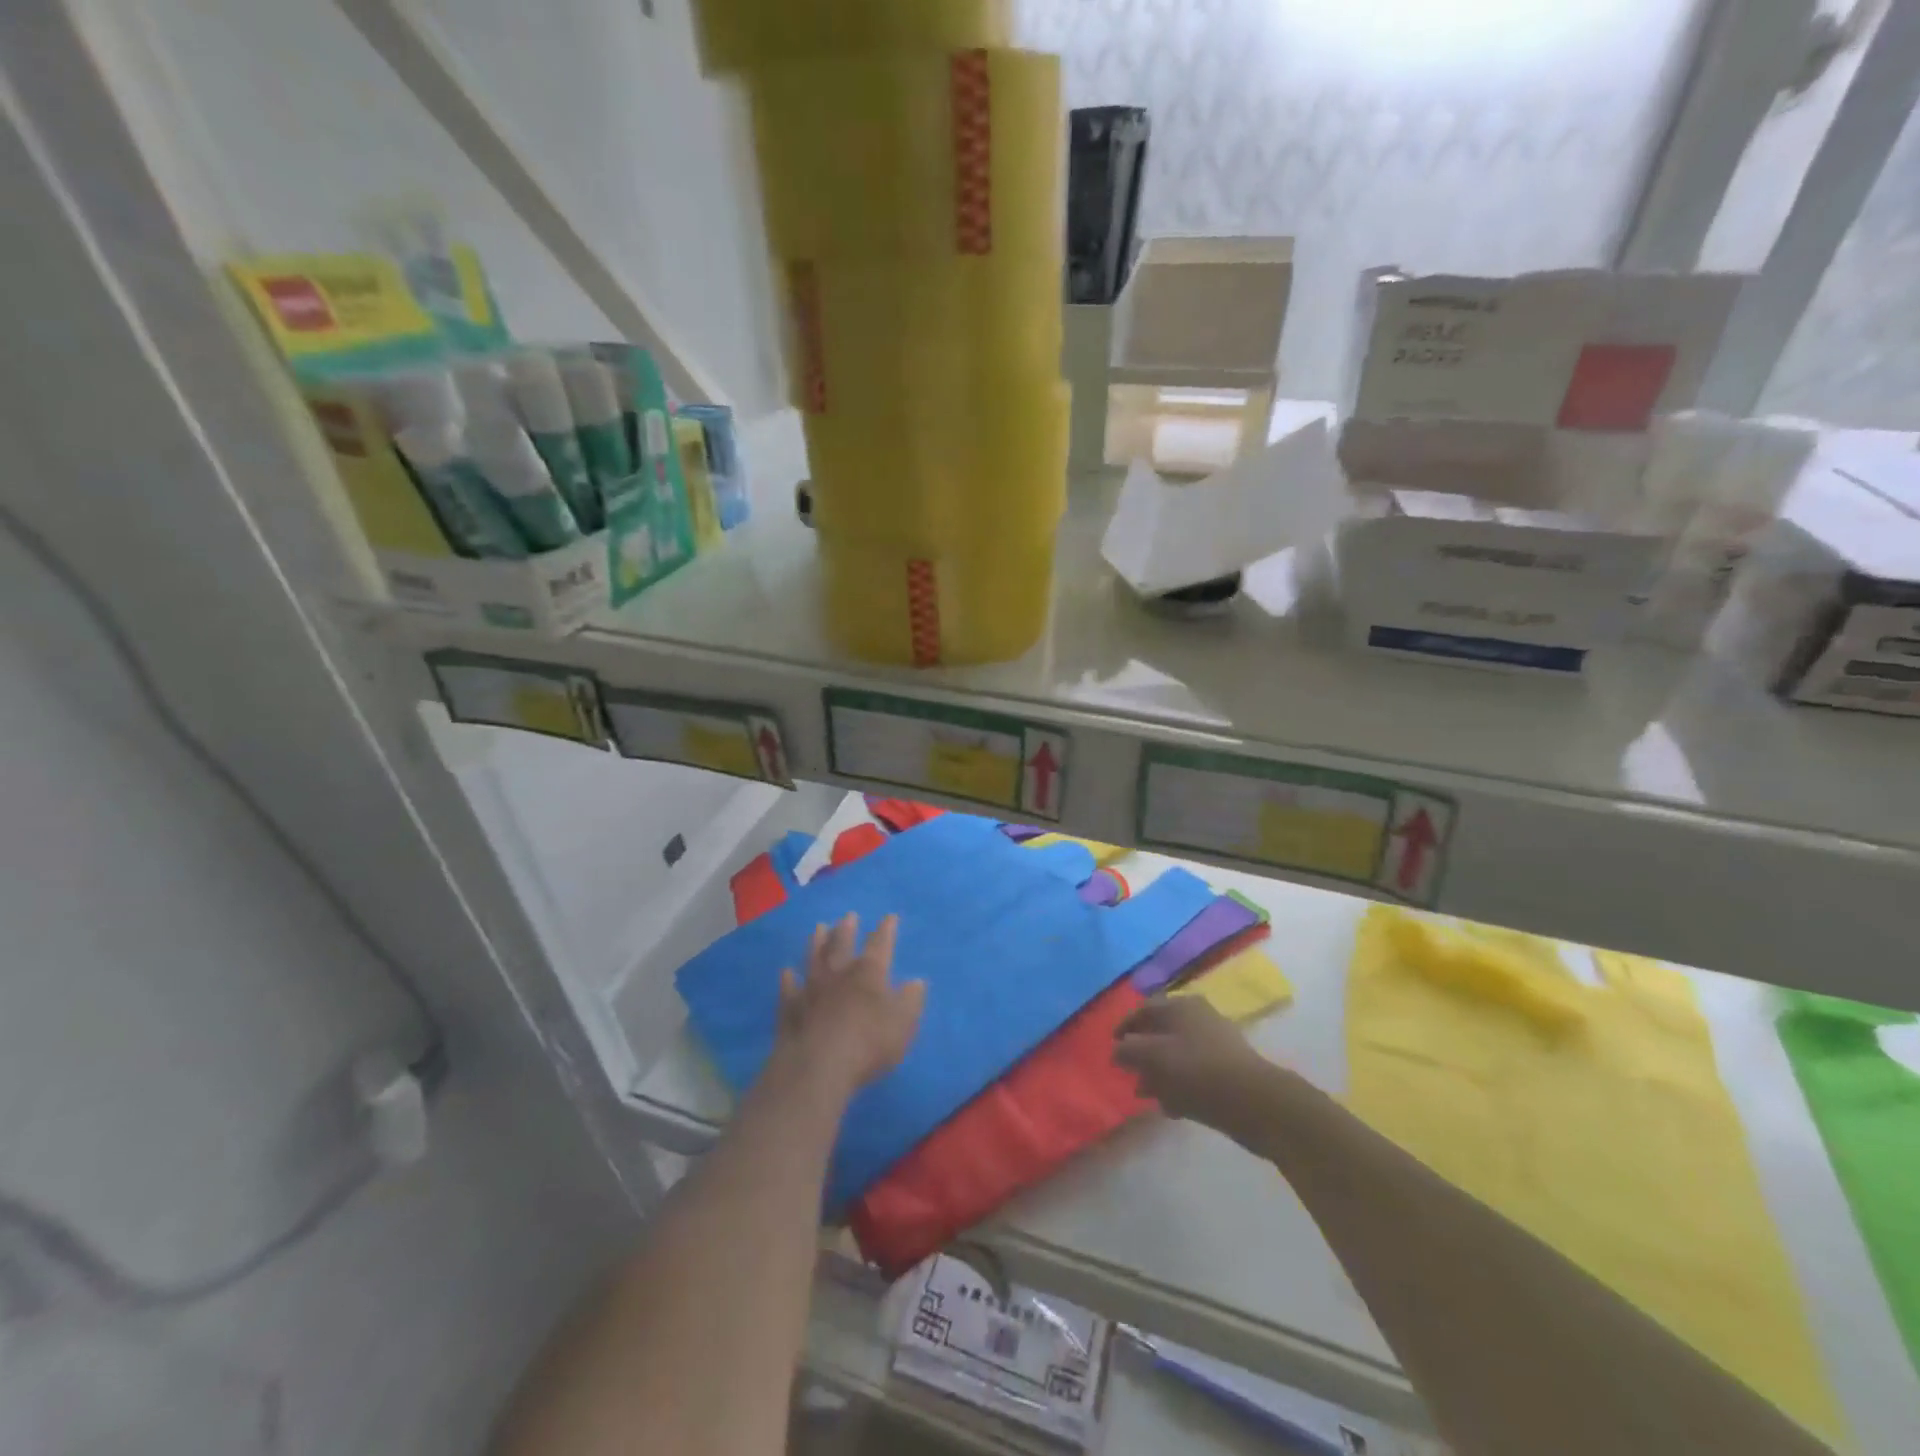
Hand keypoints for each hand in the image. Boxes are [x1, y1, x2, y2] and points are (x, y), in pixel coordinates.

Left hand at [774, 914, 924, 1097]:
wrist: (818, 1066)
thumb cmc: (868, 1044)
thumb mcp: (903, 1023)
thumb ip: (910, 1000)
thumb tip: (916, 981)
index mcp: (869, 973)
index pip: (880, 945)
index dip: (886, 930)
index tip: (889, 917)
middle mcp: (839, 973)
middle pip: (842, 944)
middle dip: (847, 929)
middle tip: (848, 915)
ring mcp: (811, 989)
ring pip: (814, 958)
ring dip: (817, 942)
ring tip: (819, 927)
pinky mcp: (790, 1009)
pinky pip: (789, 988)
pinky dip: (788, 979)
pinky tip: (787, 972)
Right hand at [1114, 997, 1276, 1136]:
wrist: (1256, 1102)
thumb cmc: (1198, 1071)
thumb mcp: (1154, 1057)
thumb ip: (1129, 1051)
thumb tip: (1117, 1050)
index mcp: (1181, 1006)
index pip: (1144, 1009)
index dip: (1125, 1027)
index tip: (1112, 1047)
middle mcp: (1198, 1018)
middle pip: (1161, 1033)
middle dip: (1143, 1055)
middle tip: (1130, 1075)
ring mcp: (1215, 1044)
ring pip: (1177, 1056)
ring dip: (1159, 1074)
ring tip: (1147, 1096)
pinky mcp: (1227, 1071)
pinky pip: (1195, 1074)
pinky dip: (1180, 1087)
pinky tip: (1172, 1108)